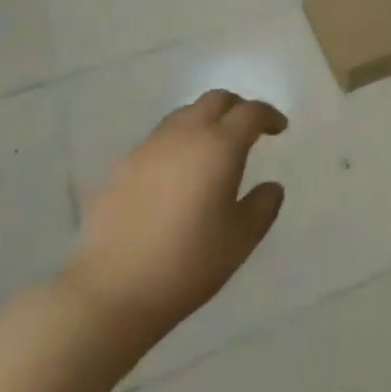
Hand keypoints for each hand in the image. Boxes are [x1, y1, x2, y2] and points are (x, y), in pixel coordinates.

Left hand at [64, 90, 287, 340]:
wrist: (111, 292)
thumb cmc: (187, 264)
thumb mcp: (240, 240)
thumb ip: (263, 206)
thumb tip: (271, 186)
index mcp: (219, 146)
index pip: (250, 112)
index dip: (269, 115)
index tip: (279, 128)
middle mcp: (184, 134)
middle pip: (216, 100)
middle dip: (237, 108)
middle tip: (249, 129)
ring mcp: (149, 147)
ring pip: (184, 114)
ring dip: (205, 121)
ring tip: (211, 149)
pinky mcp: (122, 165)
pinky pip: (158, 139)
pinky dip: (177, 143)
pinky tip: (176, 175)